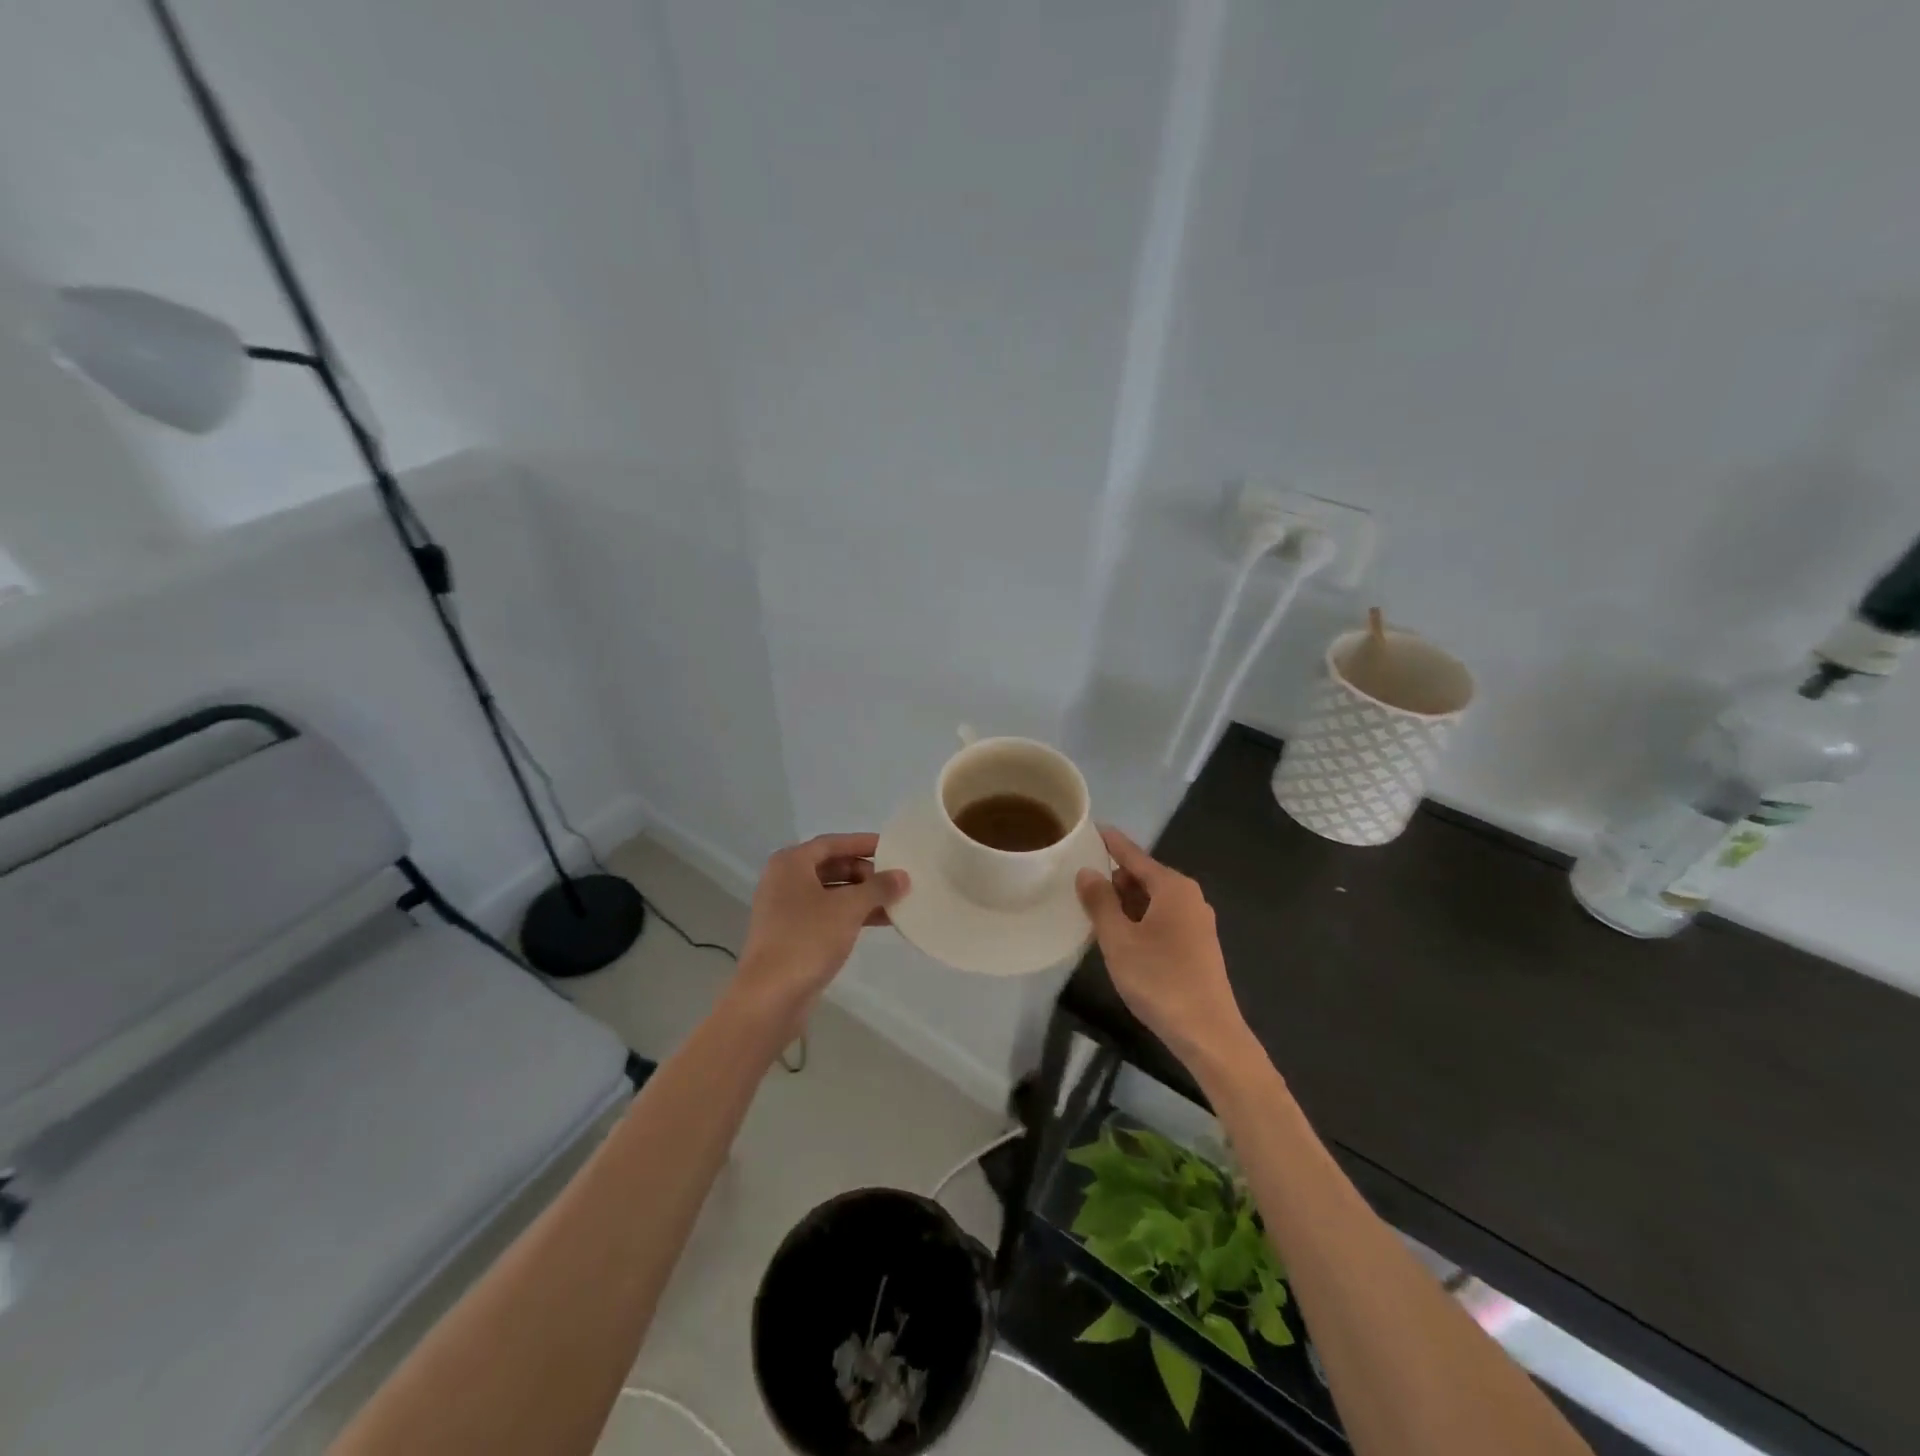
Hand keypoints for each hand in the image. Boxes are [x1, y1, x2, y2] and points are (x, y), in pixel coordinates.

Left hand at [731, 833, 908, 1040]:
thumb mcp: (848, 908)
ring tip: (896, 901)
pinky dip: (851, 915)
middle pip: (831, 866)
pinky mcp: (791, 936)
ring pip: (831, 893)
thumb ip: (878, 888)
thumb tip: (903, 876)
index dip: (863, 843)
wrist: (769, 996)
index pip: (833, 843)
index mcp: (791, 864)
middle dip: (865, 872)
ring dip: (862, 896)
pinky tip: (879, 922)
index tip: (892, 847)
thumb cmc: (807, 939)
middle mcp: (784, 881)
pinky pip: (827, 915)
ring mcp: (786, 910)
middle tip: (896, 879)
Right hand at [1075, 826, 1252, 1073]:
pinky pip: (1162, 919)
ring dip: (1125, 903)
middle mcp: (1189, 897)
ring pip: (1152, 900)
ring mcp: (1196, 922)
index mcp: (1172, 887)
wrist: (1208, 1034)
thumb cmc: (1160, 980)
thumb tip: (1087, 871)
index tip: (1091, 827)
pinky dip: (1139, 919)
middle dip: (1114, 878)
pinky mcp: (1197, 945)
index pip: (1134, 855)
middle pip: (1144, 876)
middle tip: (1080, 882)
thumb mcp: (1118, 940)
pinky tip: (1120, 936)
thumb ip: (1100, 902)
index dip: (1110, 842)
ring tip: (1093, 909)